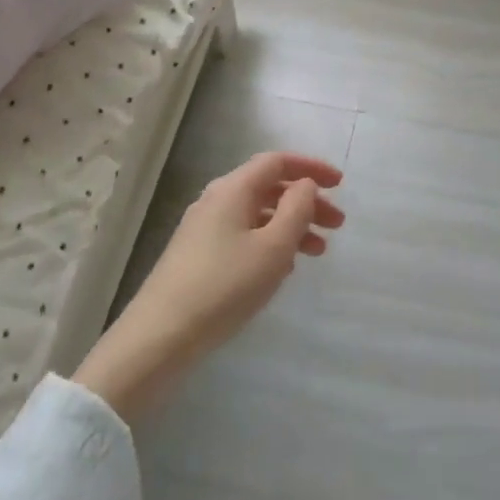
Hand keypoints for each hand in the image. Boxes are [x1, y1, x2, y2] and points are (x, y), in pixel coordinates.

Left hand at [74, 151, 344, 423]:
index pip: (277, 162)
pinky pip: (244, 235)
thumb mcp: (273, 247)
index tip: (340, 185)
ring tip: (317, 252)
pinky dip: (270, 242)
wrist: (160, 337)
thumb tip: (304, 185)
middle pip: (269, 188)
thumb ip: (297, 209)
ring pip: (258, 214)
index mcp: (234, 189)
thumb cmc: (225, 286)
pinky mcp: (198, 255)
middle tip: (337, 226)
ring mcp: (204, 228)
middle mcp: (217, 200)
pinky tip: (283, 269)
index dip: (310, 168)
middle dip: (306, 202)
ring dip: (291, 226)